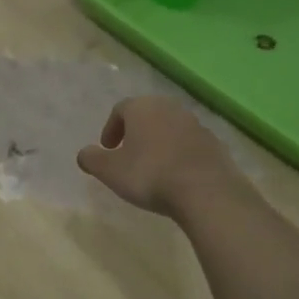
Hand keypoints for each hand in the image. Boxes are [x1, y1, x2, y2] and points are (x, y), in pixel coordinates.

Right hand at [77, 96, 241, 218]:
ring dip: (159, 142)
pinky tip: (176, 176)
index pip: (120, 109)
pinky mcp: (215, 143)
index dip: (110, 128)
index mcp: (142, 108)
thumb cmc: (149, 175)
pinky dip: (179, 154)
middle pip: (147, 115)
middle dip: (135, 132)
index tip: (107, 149)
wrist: (205, 190)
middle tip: (128, 154)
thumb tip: (84, 154)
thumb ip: (92, 159)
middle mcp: (170, 108)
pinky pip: (190, 144)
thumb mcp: (110, 171)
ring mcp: (196, 124)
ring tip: (153, 166)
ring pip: (170, 128)